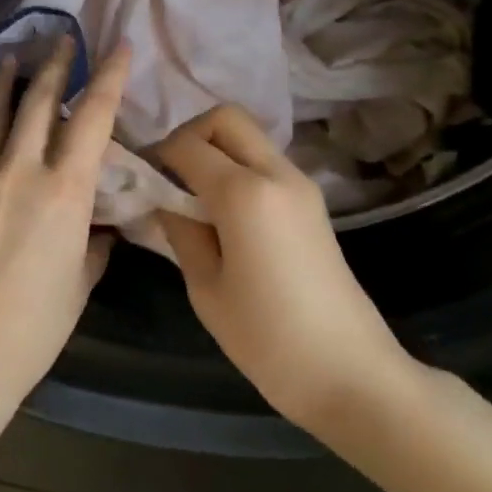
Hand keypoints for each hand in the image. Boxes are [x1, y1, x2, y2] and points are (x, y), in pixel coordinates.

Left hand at [0, 37, 130, 403]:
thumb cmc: (33, 326)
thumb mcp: (79, 285)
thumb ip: (92, 248)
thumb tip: (96, 230)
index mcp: (65, 192)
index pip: (92, 118)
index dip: (109, 77)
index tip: (118, 46)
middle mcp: (21, 170)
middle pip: (38, 102)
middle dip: (54, 64)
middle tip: (61, 37)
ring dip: (5, 81)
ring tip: (12, 56)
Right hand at [153, 105, 417, 428]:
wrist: (350, 373)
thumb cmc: (267, 338)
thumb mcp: (206, 287)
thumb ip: (180, 230)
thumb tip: (163, 198)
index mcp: (244, 192)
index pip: (187, 144)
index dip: (156, 155)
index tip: (141, 181)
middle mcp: (276, 173)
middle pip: (226, 118)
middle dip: (189, 135)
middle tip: (170, 177)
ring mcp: (301, 184)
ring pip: (248, 136)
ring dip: (215, 150)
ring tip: (193, 197)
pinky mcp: (312, 202)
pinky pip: (265, 162)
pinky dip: (237, 168)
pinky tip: (223, 212)